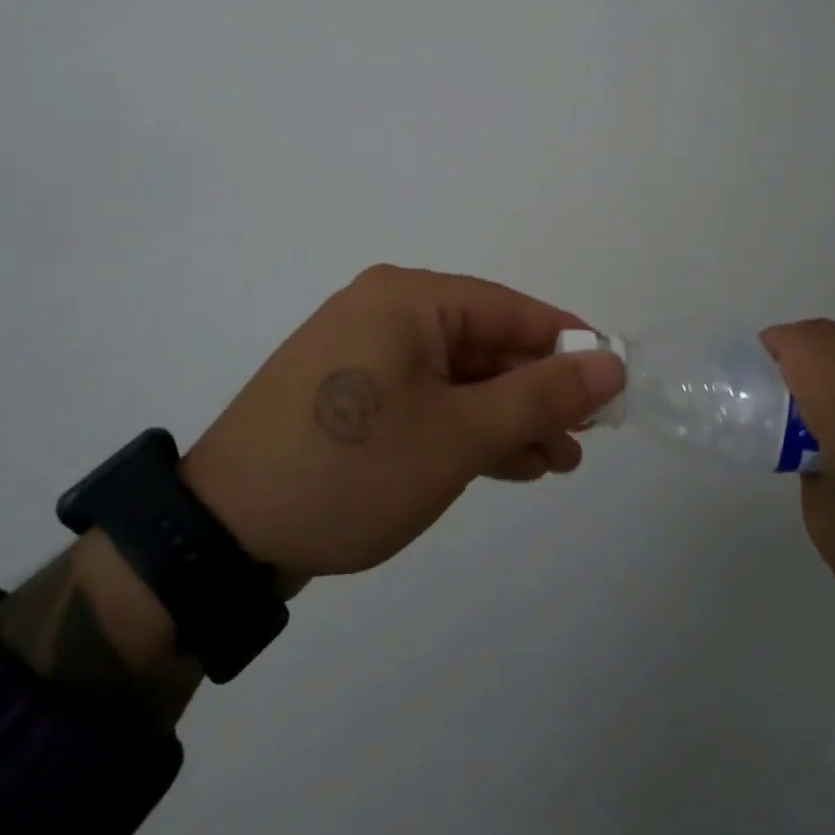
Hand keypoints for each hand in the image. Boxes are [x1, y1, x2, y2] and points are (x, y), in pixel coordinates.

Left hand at [181, 265, 625, 587]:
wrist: (223, 534)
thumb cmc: (354, 469)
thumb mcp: (460, 435)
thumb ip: (540, 396)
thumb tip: (610, 363)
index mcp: (408, 299)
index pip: (510, 308)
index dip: (567, 345)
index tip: (611, 383)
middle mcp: (385, 312)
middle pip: (484, 344)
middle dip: (537, 393)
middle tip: (583, 439)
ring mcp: (362, 355)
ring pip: (457, 377)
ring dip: (506, 417)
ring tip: (556, 462)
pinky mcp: (349, 396)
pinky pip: (424, 398)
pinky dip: (464, 427)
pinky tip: (505, 462)